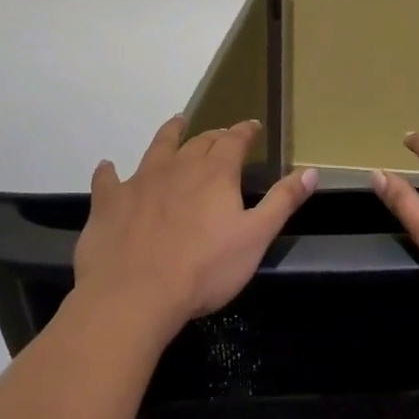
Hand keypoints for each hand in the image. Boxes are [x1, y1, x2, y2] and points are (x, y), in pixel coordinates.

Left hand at [74, 116, 318, 338]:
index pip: (235, 140)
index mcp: (216, 173)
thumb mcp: (256, 237)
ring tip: (176, 123)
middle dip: (214, 135)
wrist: (134, 296)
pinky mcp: (109, 203)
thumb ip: (283, 201)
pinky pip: (108, 180)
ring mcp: (140, 182)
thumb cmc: (204, 269)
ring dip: (169, 134)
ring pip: (157, 148)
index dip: (245, 131)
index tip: (253, 126)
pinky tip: (108, 167)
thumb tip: (311, 170)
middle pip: (199, 142)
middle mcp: (178, 167)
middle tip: (221, 135)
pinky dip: (109, 172)